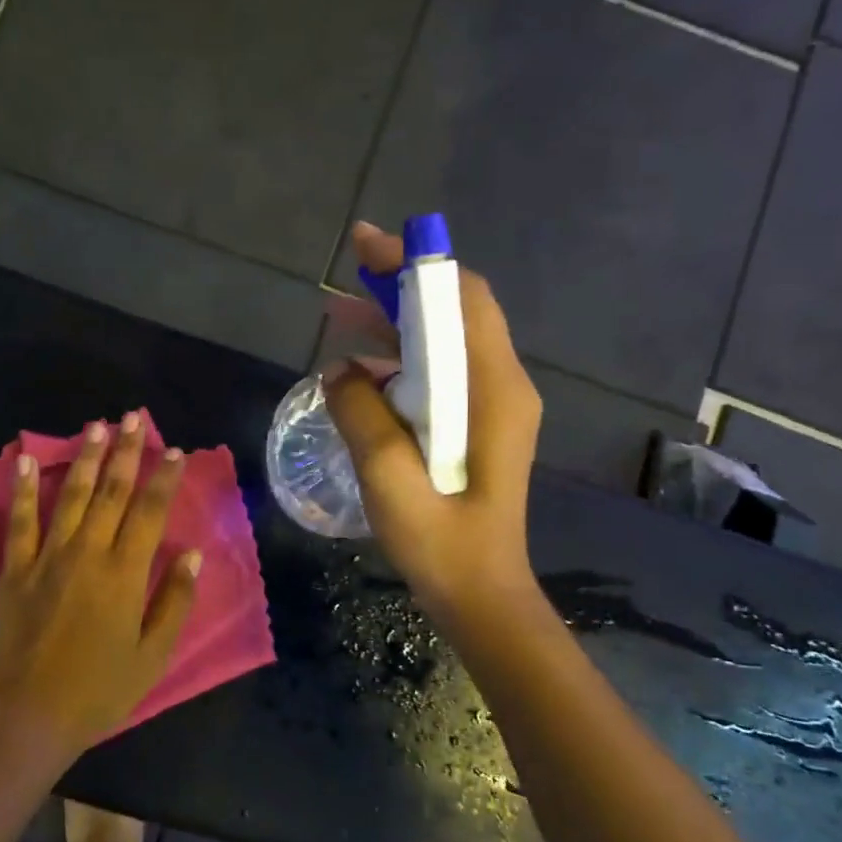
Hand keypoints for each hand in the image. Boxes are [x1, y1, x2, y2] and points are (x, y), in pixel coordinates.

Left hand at [0, 413, 201, 767]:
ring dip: (86, 459)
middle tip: (133, 418)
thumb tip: (193, 555)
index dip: (163, 478)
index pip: (149, 512)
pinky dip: (24, 489)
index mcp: (124, 574)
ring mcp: (46, 558)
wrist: (29, 715)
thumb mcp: (152, 655)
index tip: (174, 451)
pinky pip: (19, 521)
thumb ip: (174, 602)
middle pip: (112, 493)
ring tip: (96, 427)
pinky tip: (28, 460)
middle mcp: (87, 554)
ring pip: (72, 497)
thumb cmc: (99, 690)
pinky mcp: (15, 570)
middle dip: (126, 453)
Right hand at [326, 221, 542, 618]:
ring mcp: (493, 406)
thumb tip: (339, 370)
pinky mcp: (478, 426)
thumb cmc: (442, 543)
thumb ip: (362, 415)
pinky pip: (440, 374)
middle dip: (402, 287)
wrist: (481, 595)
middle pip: (456, 312)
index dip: (416, 265)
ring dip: (398, 324)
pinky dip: (403, 360)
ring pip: (446, 341)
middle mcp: (502, 386)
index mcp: (493, 390)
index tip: (366, 246)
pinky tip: (362, 374)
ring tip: (341, 317)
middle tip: (345, 278)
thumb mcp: (391, 479)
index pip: (462, 300)